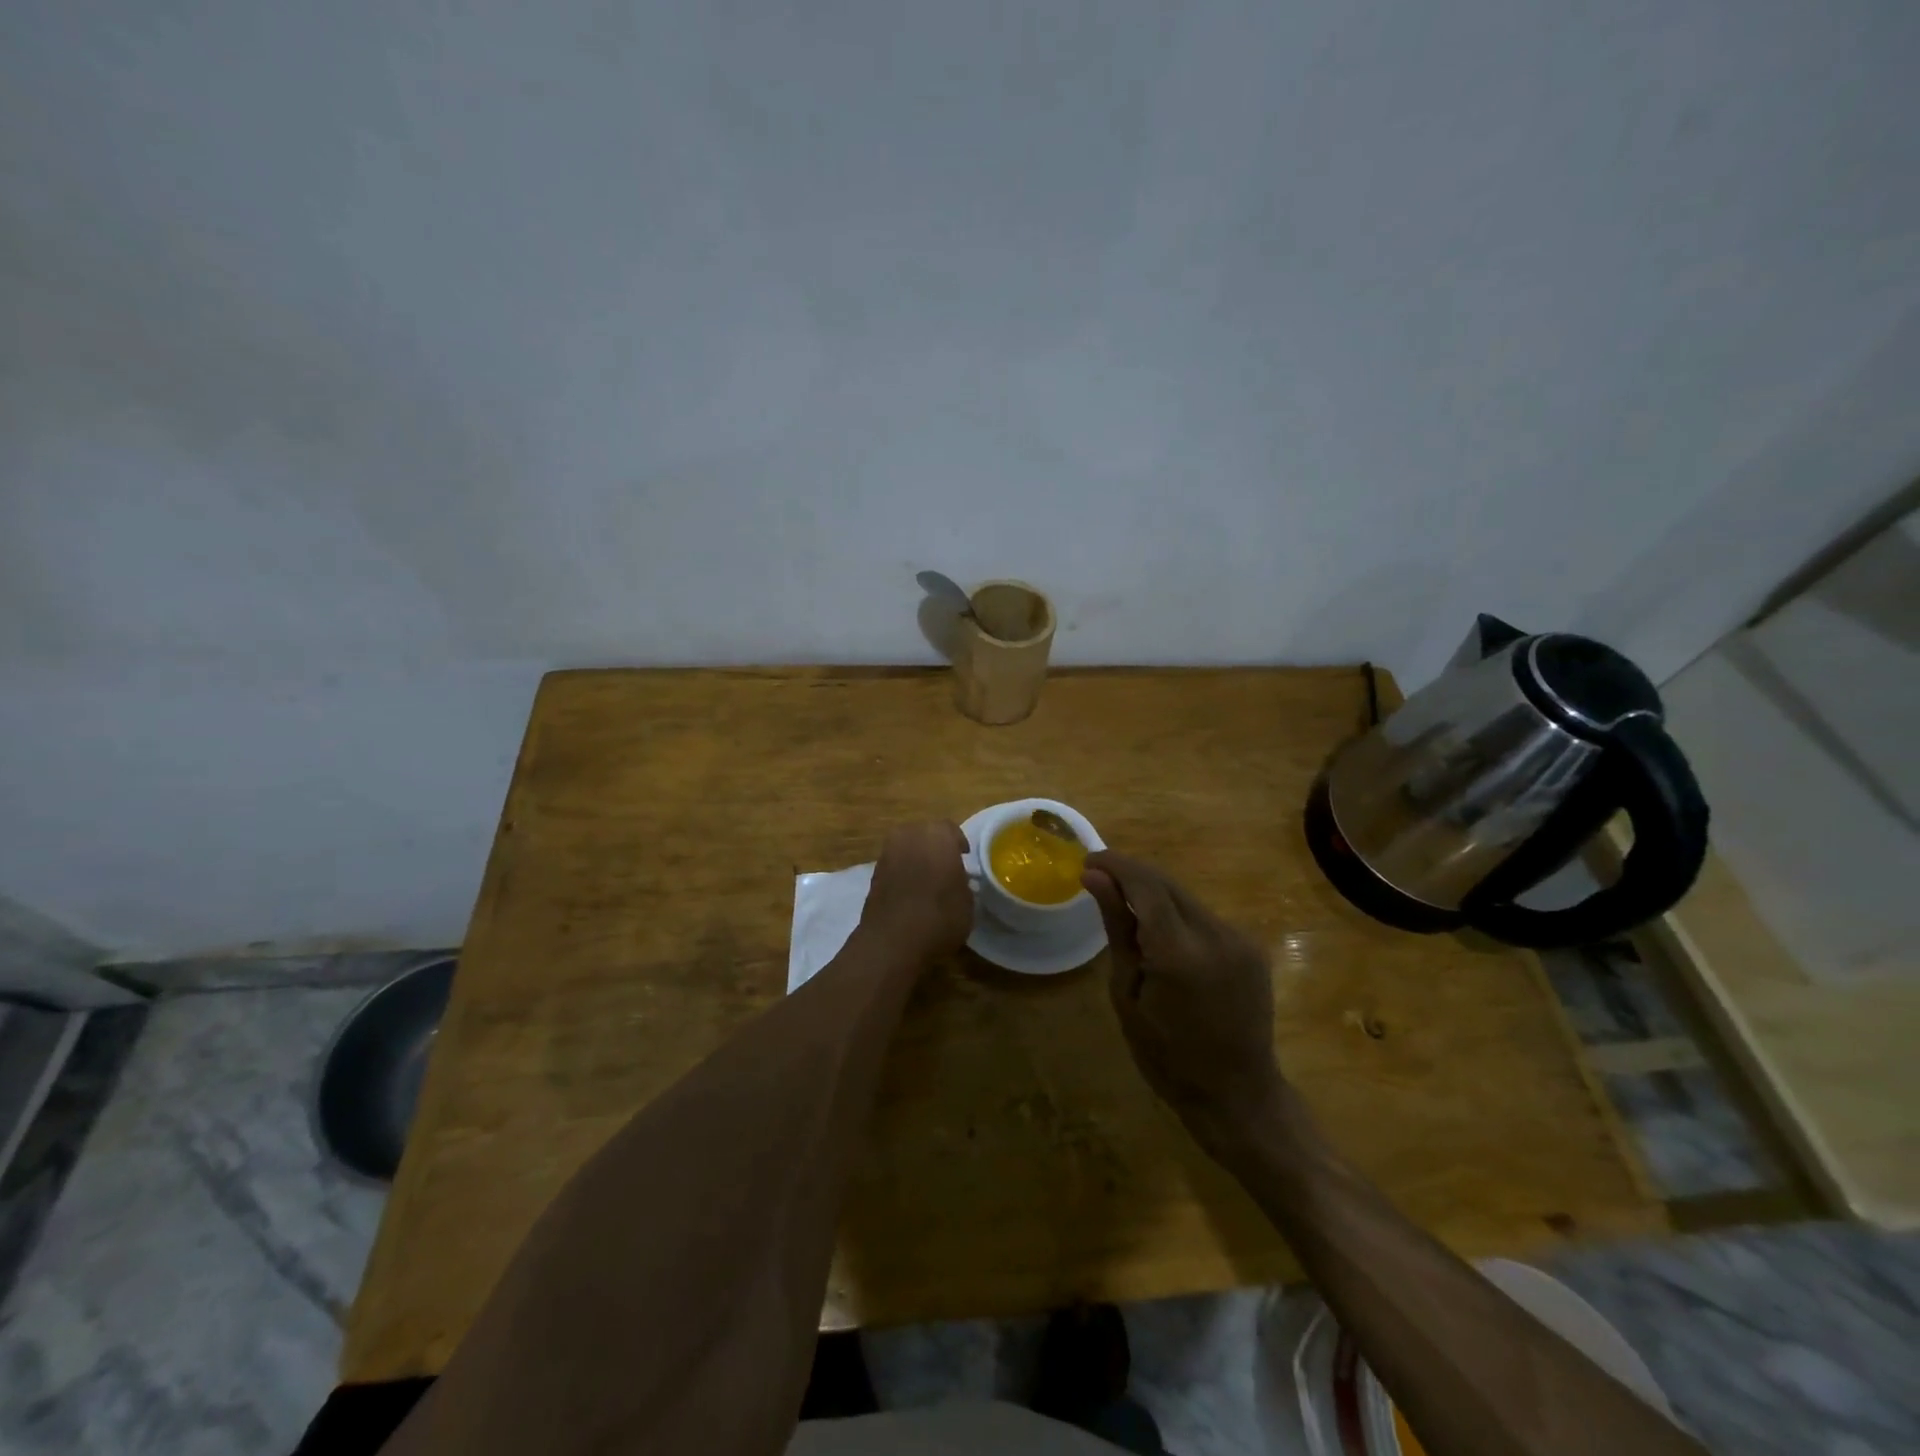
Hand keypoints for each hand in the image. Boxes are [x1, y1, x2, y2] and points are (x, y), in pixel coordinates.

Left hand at [860, 821, 973, 959]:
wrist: (891, 941)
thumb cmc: (939, 917)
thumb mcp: (967, 901)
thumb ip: (963, 882)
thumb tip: (956, 879)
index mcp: (937, 835)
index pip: (951, 830)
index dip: (958, 844)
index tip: (964, 859)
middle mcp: (909, 835)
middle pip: (925, 834)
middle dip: (935, 847)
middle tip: (946, 867)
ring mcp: (887, 853)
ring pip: (907, 848)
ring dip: (917, 858)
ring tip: (927, 880)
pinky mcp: (873, 873)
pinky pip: (894, 864)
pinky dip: (902, 872)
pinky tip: (910, 892)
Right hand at [1081, 851, 1282, 1148]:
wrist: (1237, 1095)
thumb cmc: (1166, 1056)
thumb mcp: (1127, 993)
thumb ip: (1117, 927)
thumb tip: (1094, 876)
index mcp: (1179, 951)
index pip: (1145, 883)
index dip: (1114, 865)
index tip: (1086, 860)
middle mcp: (1216, 934)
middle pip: (1166, 883)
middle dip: (1131, 873)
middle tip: (1097, 877)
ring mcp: (1239, 939)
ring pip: (1186, 896)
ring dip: (1153, 892)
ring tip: (1124, 905)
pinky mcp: (1251, 947)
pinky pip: (1204, 916)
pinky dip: (1176, 913)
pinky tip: (1160, 931)